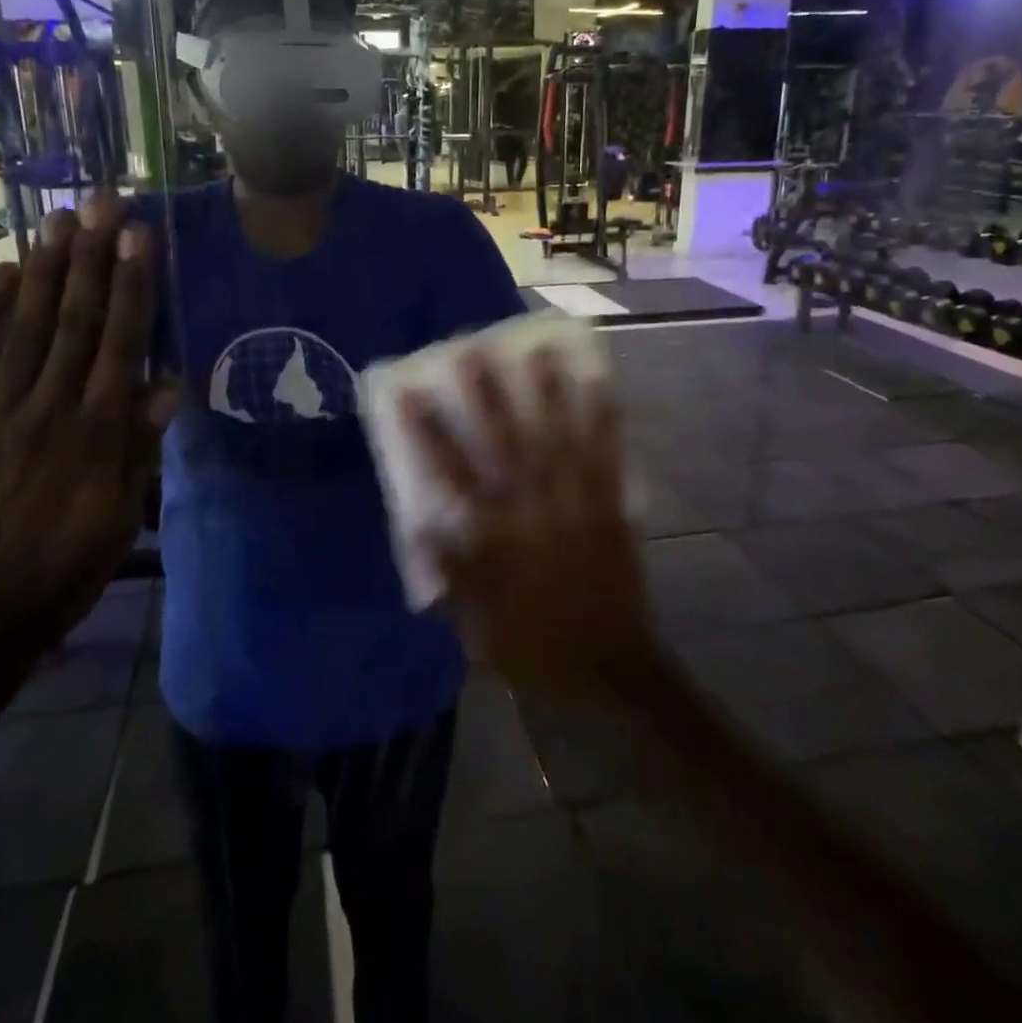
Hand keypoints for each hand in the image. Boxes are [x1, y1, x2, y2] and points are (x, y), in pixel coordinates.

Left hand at [0, 194, 173, 665]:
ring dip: (42, 272)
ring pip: (21, 330)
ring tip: (56, 222)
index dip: (130, 285)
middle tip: (98, 203)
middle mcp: (45, 410)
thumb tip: (167, 384)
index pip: (119, 343)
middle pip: (72, 322)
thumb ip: (141, 446)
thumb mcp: (121, 517)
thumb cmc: (63, 571)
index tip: (137, 235)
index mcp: (94, 433)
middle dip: (89, 258)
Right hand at [400, 351, 659, 705]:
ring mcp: (576, 505)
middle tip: (473, 352)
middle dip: (487, 396)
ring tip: (538, 353)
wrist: (610, 669)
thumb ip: (452, 575)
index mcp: (497, 540)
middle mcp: (534, 512)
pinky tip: (601, 388)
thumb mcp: (477, 627)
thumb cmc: (535, 648)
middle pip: (506, 444)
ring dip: (548, 394)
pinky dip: (604, 422)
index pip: (452, 476)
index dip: (429, 433)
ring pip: (559, 441)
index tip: (411, 395)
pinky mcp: (610, 508)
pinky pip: (607, 459)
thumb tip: (423, 527)